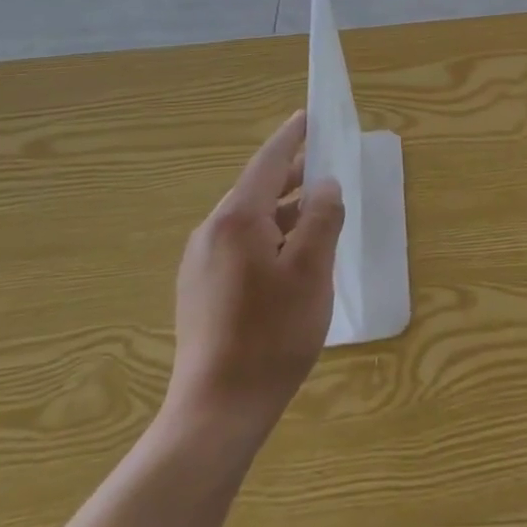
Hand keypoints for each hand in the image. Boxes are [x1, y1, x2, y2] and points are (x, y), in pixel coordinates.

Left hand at [163, 111, 344, 450]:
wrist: (218, 410)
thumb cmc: (272, 334)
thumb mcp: (312, 270)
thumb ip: (321, 218)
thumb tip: (325, 184)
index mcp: (236, 219)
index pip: (267, 162)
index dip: (291, 138)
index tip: (308, 116)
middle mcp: (211, 232)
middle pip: (257, 190)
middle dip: (292, 177)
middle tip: (325, 168)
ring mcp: (200, 263)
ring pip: (249, 221)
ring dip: (283, 211)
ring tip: (317, 215)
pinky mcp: (200, 291)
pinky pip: (239, 245)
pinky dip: (269, 237)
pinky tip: (291, 259)